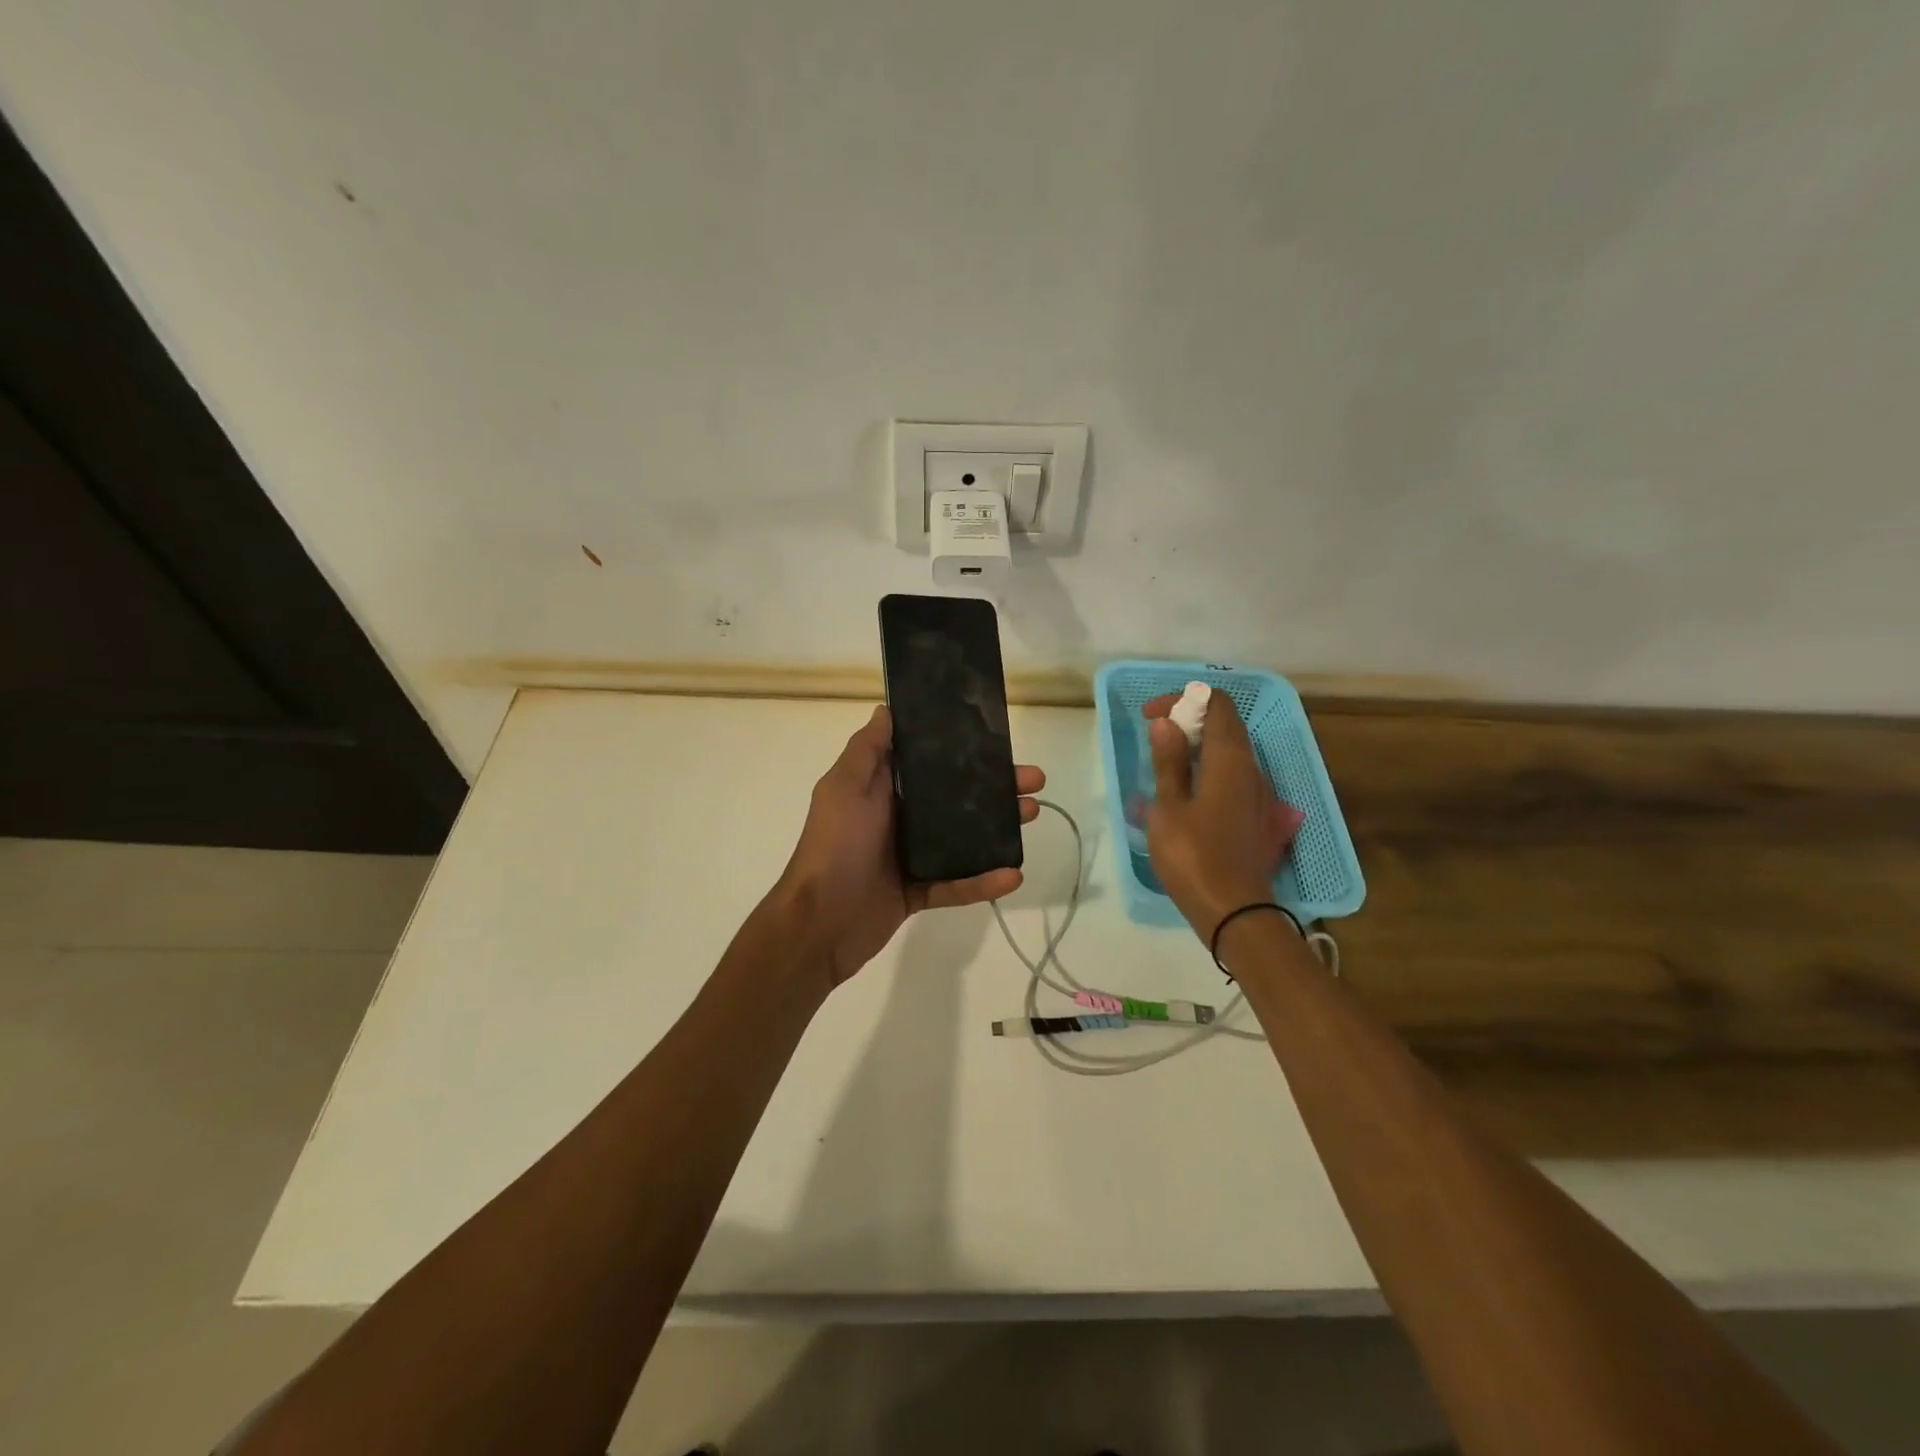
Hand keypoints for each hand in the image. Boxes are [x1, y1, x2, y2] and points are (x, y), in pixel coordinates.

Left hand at [773, 705, 1044, 988]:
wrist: (817, 924)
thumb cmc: (834, 846)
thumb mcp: (844, 787)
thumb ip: (867, 750)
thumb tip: (887, 709)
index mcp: (881, 789)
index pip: (929, 761)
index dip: (962, 749)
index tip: (996, 739)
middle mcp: (898, 817)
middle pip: (954, 796)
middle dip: (994, 786)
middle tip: (1032, 780)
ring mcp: (909, 856)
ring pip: (963, 837)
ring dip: (998, 826)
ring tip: (1032, 813)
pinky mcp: (917, 892)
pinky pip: (956, 884)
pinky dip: (982, 882)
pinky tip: (1013, 876)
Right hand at [1142, 692, 1302, 943]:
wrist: (1235, 911)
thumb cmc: (1194, 857)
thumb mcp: (1168, 808)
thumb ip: (1168, 762)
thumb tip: (1166, 723)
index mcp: (1230, 760)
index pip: (1218, 704)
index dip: (1184, 699)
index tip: (1151, 715)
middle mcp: (1251, 768)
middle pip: (1226, 724)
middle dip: (1189, 719)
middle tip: (1155, 735)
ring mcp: (1257, 792)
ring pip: (1231, 750)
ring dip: (1198, 743)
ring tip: (1164, 760)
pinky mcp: (1255, 813)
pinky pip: (1233, 773)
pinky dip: (1208, 765)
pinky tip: (1184, 788)